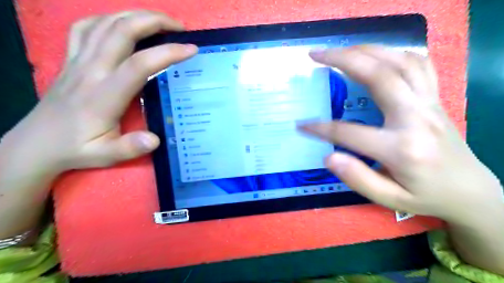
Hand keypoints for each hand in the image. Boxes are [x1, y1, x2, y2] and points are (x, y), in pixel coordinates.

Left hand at [5, 11, 197, 173]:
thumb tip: (155, 139)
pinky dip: (108, 18)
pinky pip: (86, 27)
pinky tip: (122, 24)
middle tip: (179, 27)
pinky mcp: (70, 59)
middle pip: (121, 31)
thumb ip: (130, 148)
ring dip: (135, 15)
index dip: (167, 53)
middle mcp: (90, 70)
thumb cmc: (77, 149)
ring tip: (159, 21)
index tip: (191, 49)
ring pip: (105, 23)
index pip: (139, 65)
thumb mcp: (105, 156)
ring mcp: (78, 61)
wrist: (37, 144)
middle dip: (154, 21)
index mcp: (104, 95)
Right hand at [301, 45, 501, 223]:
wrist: (471, 191)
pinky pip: (418, 64)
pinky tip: (375, 55)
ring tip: (339, 50)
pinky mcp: (434, 98)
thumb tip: (329, 156)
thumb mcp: (389, 199)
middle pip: (378, 76)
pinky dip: (393, 53)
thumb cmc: (426, 197)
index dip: (320, 128)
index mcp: (402, 148)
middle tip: (316, 55)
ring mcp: (429, 103)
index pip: (349, 132)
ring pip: (398, 62)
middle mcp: (416, 118)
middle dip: (342, 60)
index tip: (301, 125)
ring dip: (365, 50)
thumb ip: (358, 178)